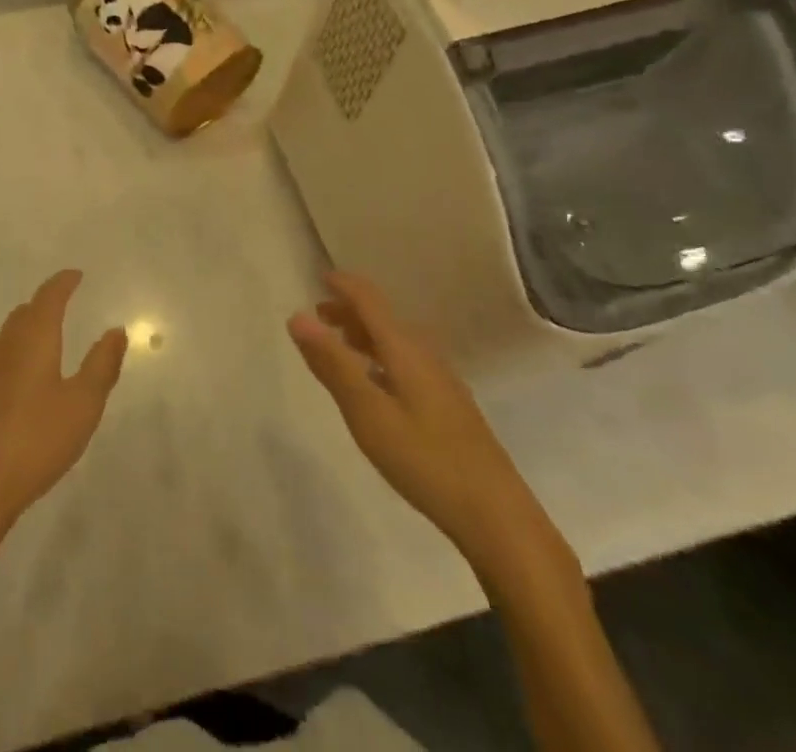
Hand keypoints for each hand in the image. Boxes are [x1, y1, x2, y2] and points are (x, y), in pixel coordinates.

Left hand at [0, 270, 126, 543]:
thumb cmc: (35, 442)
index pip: (48, 297)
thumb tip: (116, 330)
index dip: (62, 283)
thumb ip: (101, 365)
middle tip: (61, 307)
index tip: (75, 275)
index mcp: (32, 340)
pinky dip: (7, 363)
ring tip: (40, 345)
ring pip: (3, 340)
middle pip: (23, 315)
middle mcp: (1, 346)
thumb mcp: (82, 405)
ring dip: (23, 334)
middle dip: (43, 307)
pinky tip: (12, 387)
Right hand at [289, 273, 560, 574]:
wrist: (498, 517)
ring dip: (365, 335)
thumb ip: (332, 364)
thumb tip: (297, 316)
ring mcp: (442, 381)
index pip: (370, 300)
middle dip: (350, 311)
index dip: (344, 285)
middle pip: (383, 318)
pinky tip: (375, 385)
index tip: (318, 277)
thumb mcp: (368, 413)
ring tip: (340, 346)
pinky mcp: (449, 406)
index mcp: (405, 349)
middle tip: (319, 316)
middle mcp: (425, 355)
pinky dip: (380, 359)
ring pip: (396, 342)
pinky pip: (406, 363)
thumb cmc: (426, 460)